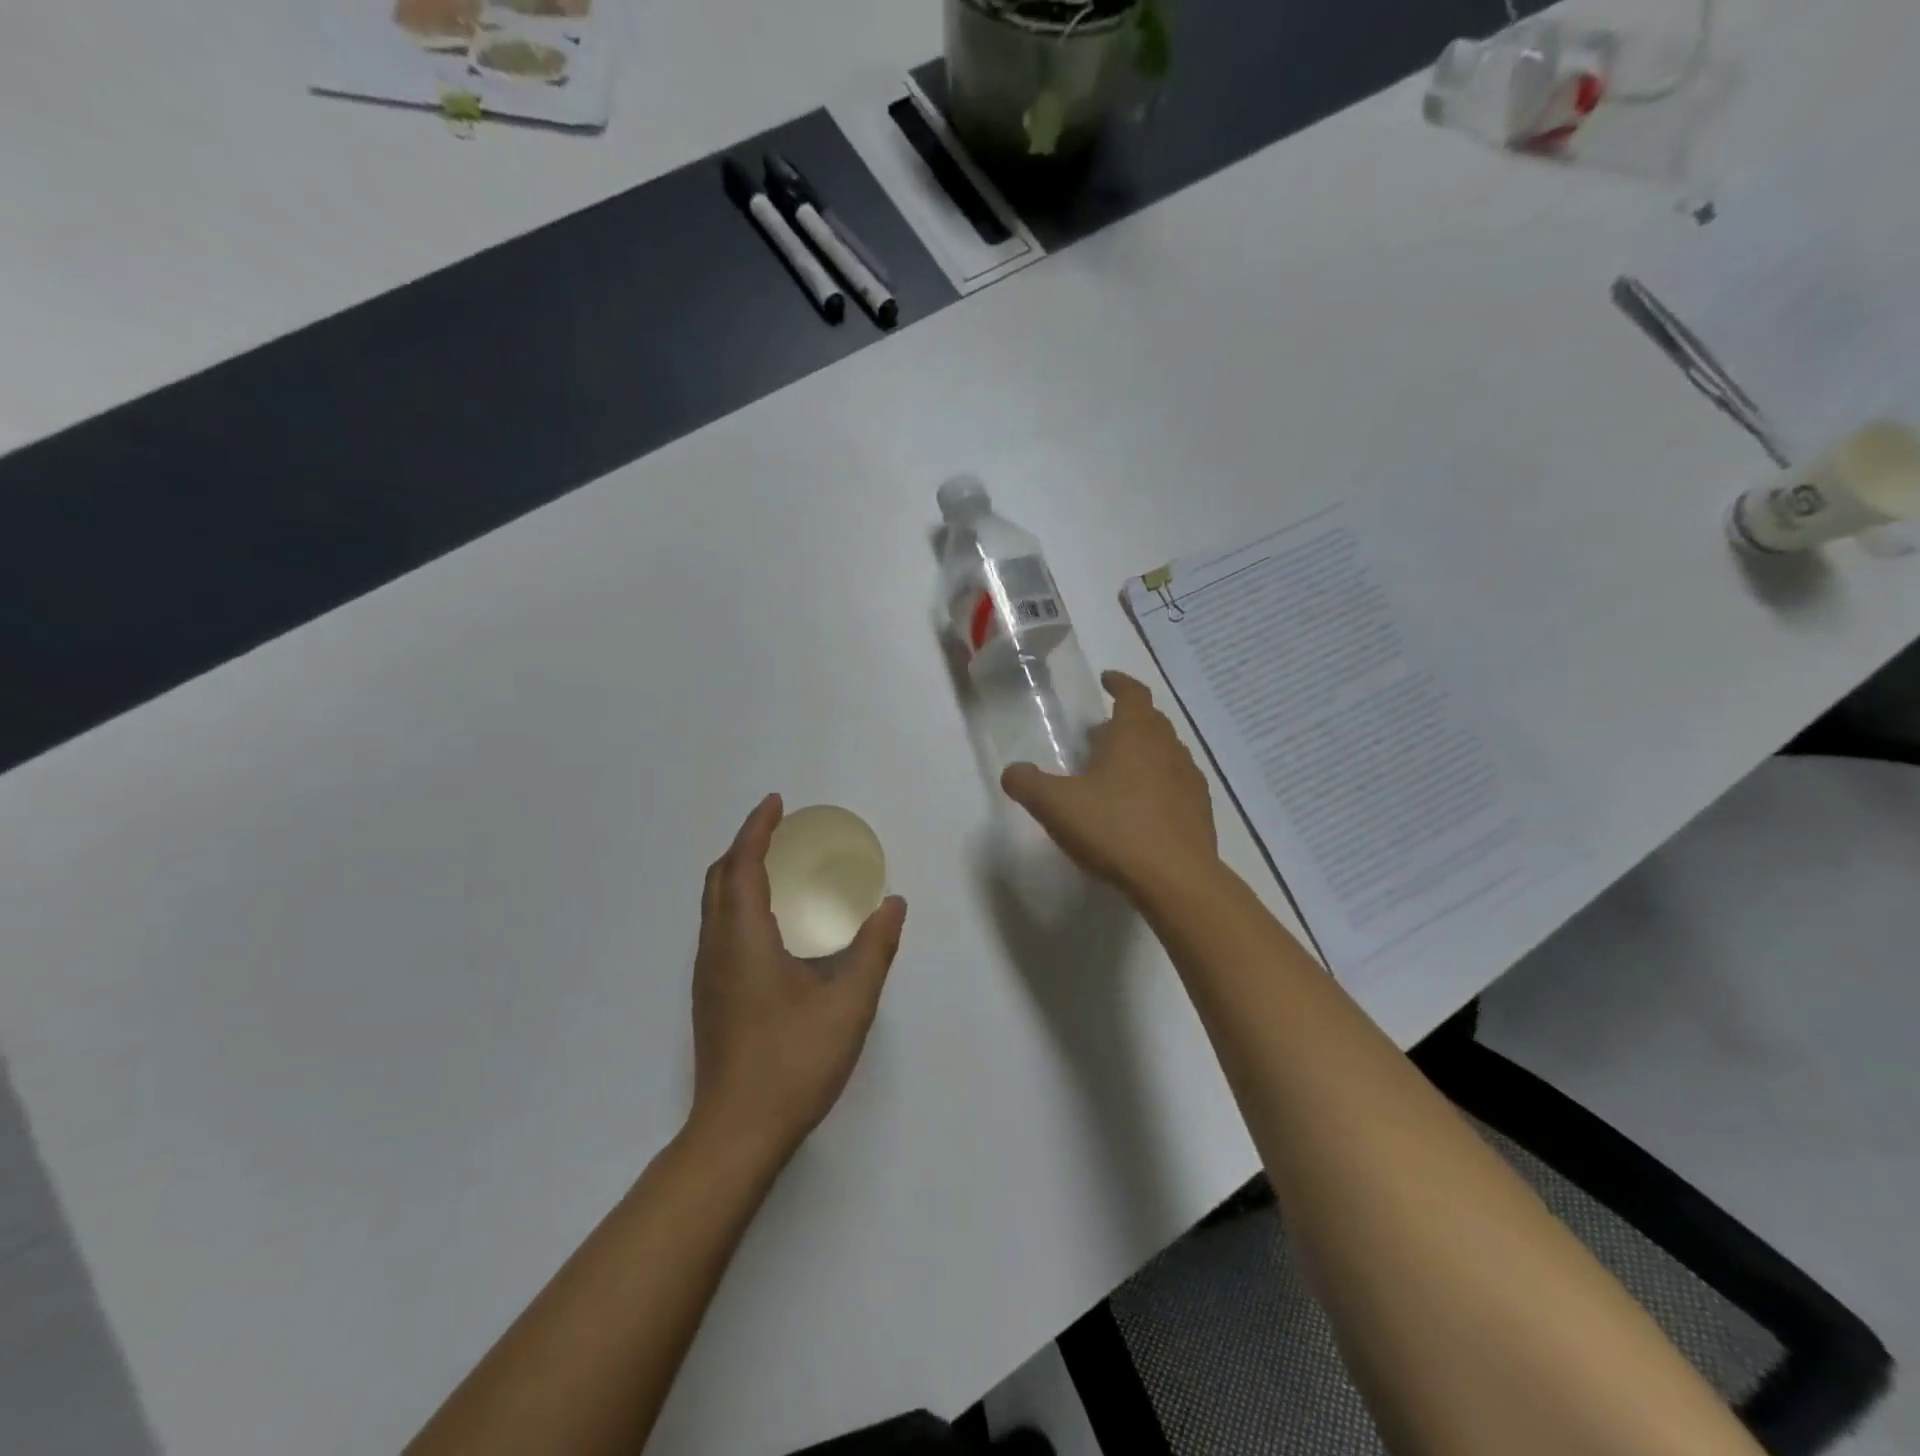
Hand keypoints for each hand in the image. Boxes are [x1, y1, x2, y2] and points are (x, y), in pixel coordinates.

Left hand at [689, 795, 907, 1163]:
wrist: (737, 1133)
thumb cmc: (794, 1062)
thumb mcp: (849, 1004)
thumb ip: (874, 949)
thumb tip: (894, 905)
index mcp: (744, 940)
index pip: (743, 866)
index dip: (758, 829)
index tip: (776, 803)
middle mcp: (717, 949)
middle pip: (719, 879)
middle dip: (745, 845)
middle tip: (780, 829)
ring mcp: (708, 975)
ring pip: (713, 905)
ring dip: (738, 873)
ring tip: (776, 865)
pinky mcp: (710, 997)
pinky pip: (718, 928)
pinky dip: (737, 902)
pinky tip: (770, 922)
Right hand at [1001, 670, 1217, 900]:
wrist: (1176, 879)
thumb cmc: (1114, 829)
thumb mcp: (1056, 805)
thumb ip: (1028, 784)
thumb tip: (1012, 771)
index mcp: (1136, 734)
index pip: (1133, 693)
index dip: (1119, 683)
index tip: (1107, 680)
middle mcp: (1168, 748)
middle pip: (1150, 722)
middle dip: (1125, 722)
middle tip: (1099, 735)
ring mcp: (1189, 780)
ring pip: (1165, 753)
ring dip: (1142, 753)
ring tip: (1116, 773)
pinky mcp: (1200, 811)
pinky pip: (1175, 784)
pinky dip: (1157, 784)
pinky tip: (1140, 810)